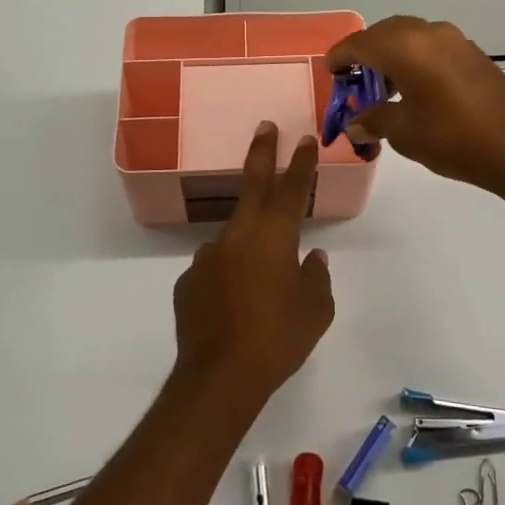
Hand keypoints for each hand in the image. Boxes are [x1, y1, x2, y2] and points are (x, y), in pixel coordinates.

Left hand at [172, 123, 334, 408]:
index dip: (301, 162)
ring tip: (259, 286)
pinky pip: (215, 270)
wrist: (219, 377)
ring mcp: (208, 256)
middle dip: (262, 152)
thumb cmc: (279, 338)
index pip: (292, 189)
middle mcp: (238, 235)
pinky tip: (233, 308)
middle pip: (253, 185)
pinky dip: (227, 278)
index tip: (305, 137)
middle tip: (265, 127)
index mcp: (273, 236)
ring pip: (234, 238)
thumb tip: (311, 258)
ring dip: (248, 246)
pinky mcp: (188, 281)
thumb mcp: (315, 311)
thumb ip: (316, 277)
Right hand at [325, 16, 504, 197]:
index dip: (340, 57)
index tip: (330, 72)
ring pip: (410, 38)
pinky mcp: (473, 54)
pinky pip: (431, 47)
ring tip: (382, 90)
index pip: (360, 44)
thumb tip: (356, 124)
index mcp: (405, 47)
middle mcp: (428, 33)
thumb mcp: (404, 133)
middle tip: (353, 81)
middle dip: (365, 54)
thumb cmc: (453, 138)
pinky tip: (414, 90)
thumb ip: (374, 120)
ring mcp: (455, 41)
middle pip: (384, 34)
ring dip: (391, 57)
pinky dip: (414, 60)